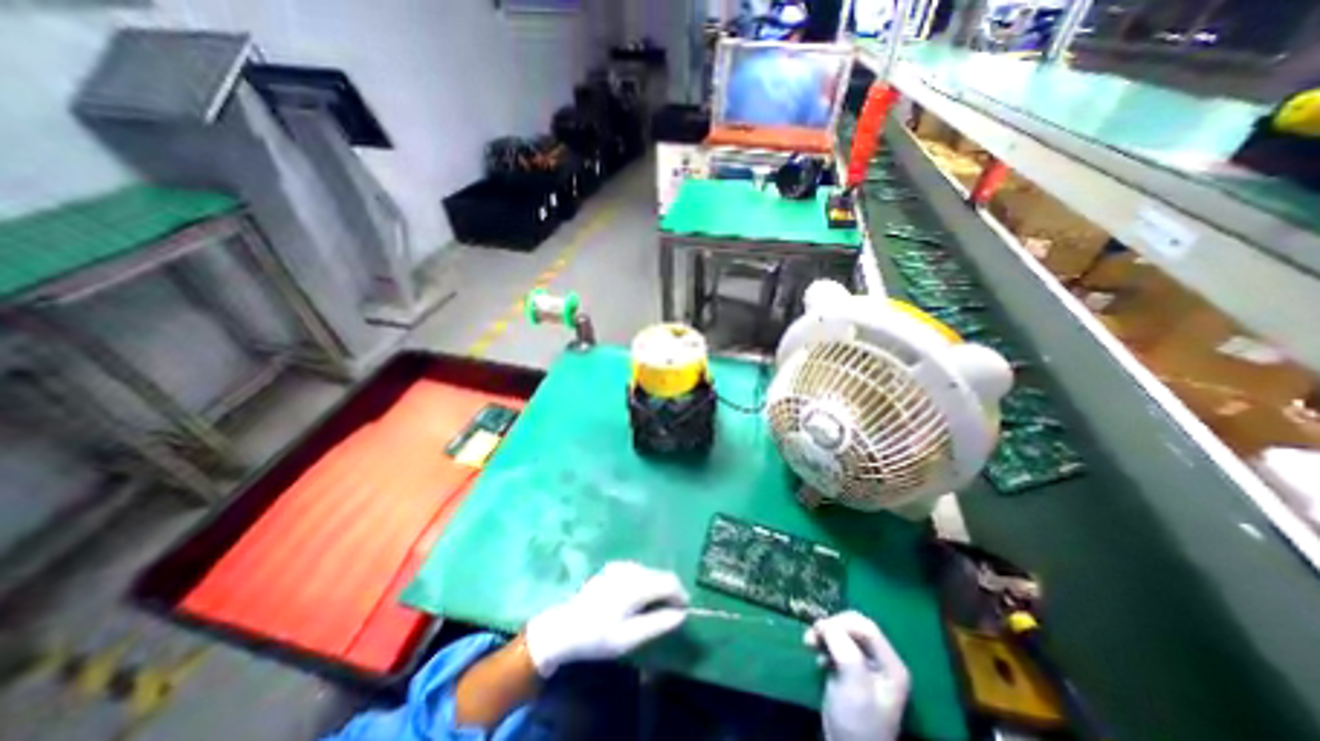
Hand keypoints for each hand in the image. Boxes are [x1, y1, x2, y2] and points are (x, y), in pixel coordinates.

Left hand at [527, 562, 690, 676]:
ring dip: (657, 587)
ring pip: (650, 572)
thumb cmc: (598, 636)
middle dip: (669, 592)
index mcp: (637, 584)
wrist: (565, 627)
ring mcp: (621, 565)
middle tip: (669, 614)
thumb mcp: (630, 638)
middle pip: (661, 574)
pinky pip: (638, 571)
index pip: (669, 581)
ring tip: (653, 610)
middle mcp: (631, 568)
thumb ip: (658, 624)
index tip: (684, 612)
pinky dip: (645, 583)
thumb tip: (682, 615)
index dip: (681, 595)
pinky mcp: (614, 567)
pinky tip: (637, 600)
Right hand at [803, 611, 909, 740]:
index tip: (820, 631)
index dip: (841, 623)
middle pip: (855, 627)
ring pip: (844, 634)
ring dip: (825, 635)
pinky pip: (838, 646)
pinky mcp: (852, 672)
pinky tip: (818, 658)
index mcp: (891, 665)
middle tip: (813, 635)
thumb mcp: (853, 683)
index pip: (866, 627)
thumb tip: (824, 623)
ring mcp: (867, 667)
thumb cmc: (857, 721)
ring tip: (810, 644)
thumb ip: (842, 647)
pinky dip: (825, 646)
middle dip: (832, 627)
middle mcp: (882, 662)